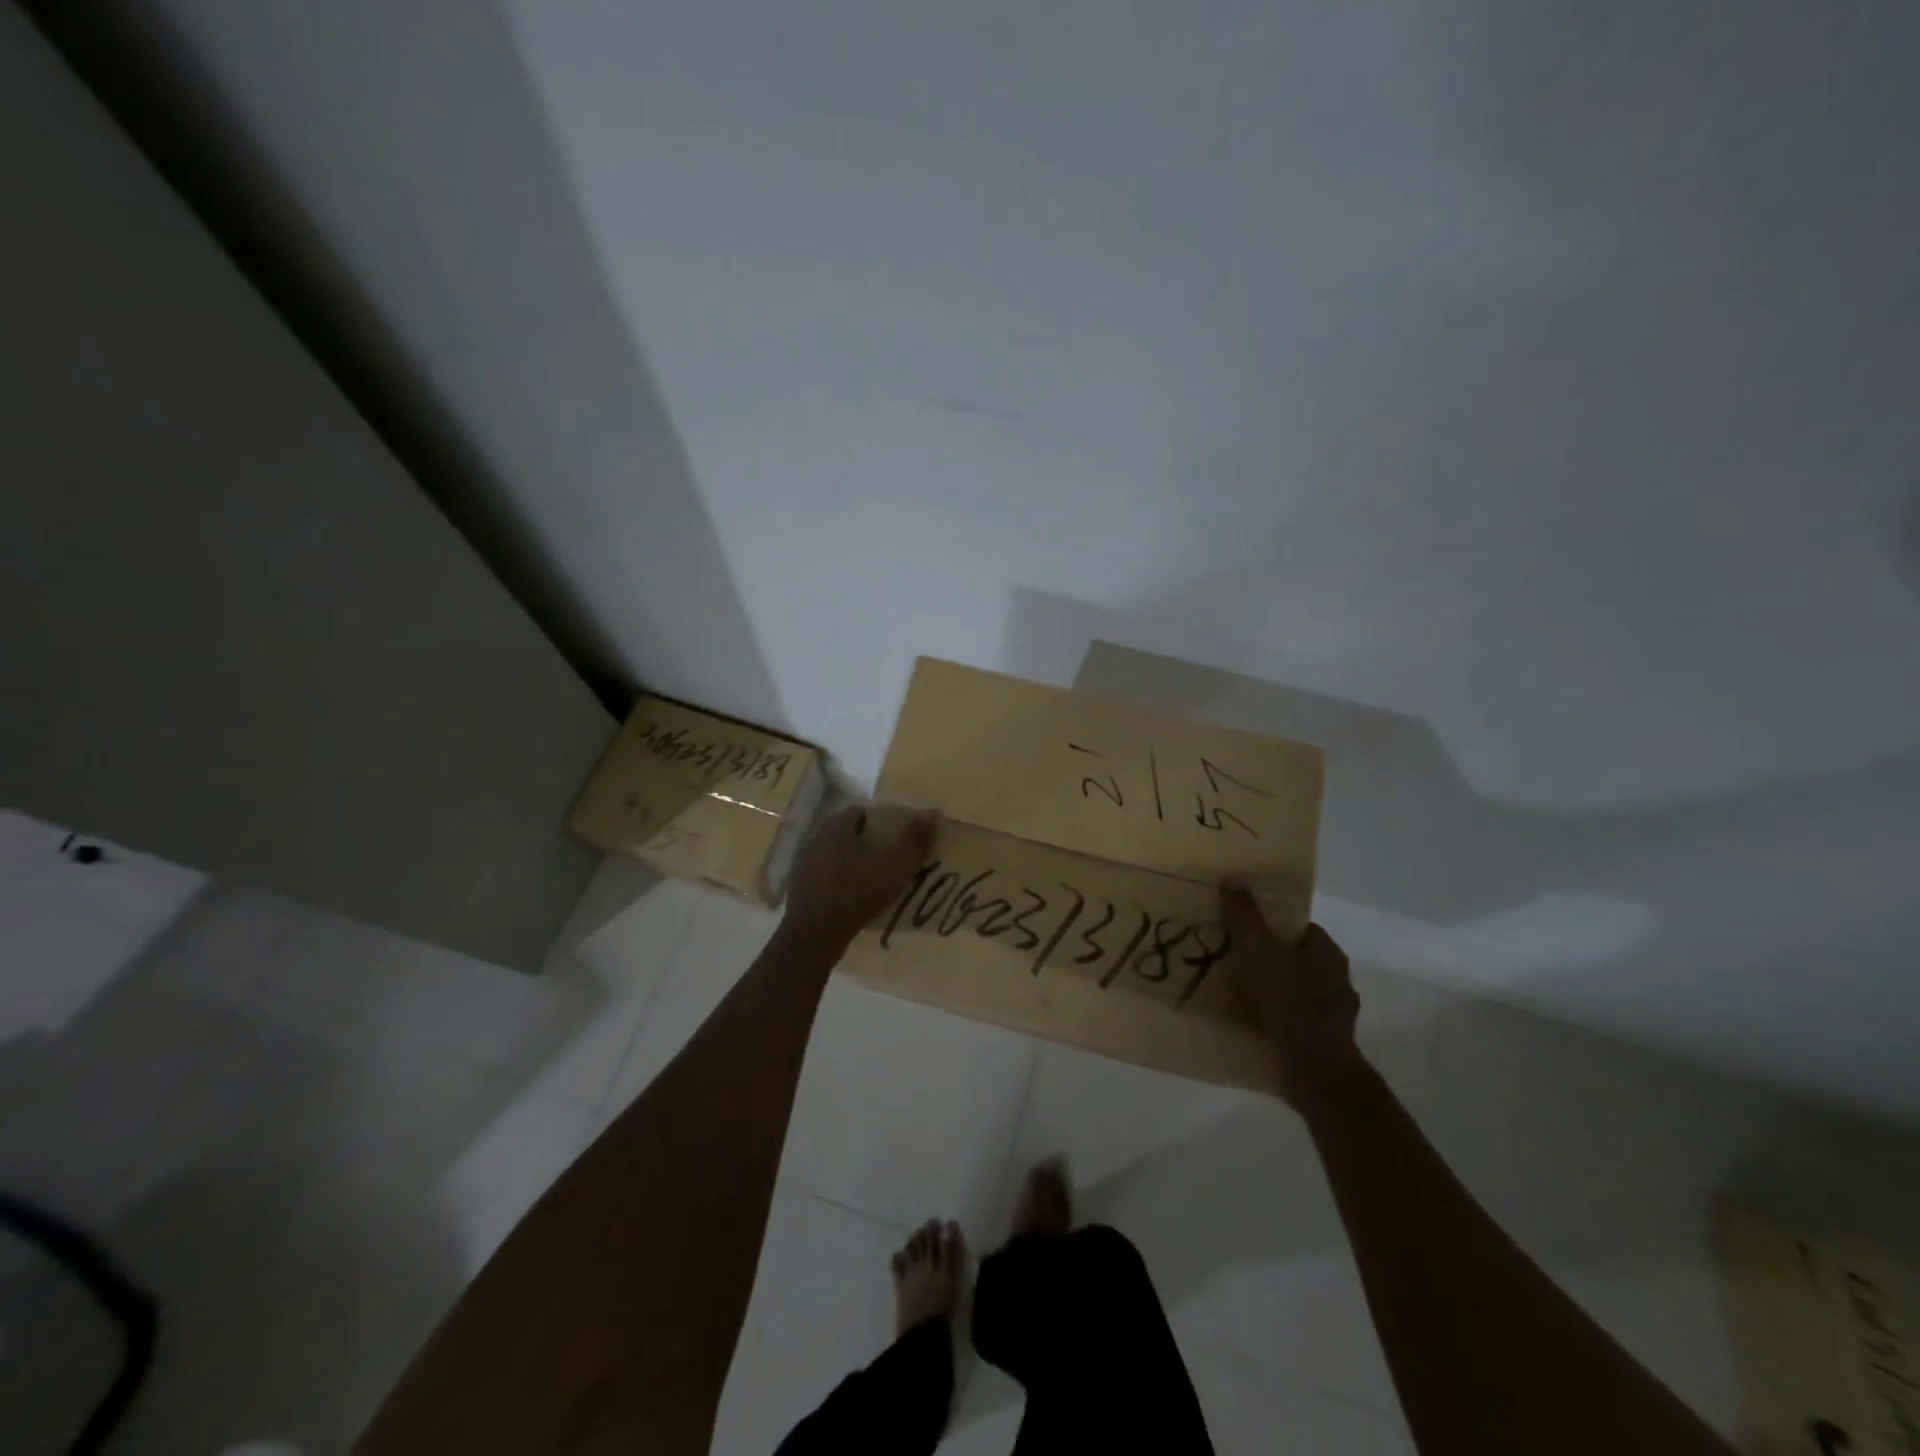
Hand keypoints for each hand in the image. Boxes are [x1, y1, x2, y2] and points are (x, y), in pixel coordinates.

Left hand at [784, 804, 935, 946]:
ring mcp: (804, 866)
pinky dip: (841, 886)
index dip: (881, 822)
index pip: (860, 812)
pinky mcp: (800, 891)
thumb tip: (930, 813)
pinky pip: (827, 881)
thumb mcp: (895, 866)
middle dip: (868, 844)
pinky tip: (856, 901)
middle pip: (848, 835)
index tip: (897, 837)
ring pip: (836, 858)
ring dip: (854, 866)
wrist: (815, 934)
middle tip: (890, 860)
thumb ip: (913, 840)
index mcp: (836, 827)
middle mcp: (816, 840)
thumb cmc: (857, 891)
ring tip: (876, 883)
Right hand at [1219, 884, 1361, 1108]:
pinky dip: (1275, 1020)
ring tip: (1237, 992)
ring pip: (1297, 993)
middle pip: (1299, 960)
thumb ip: (1245, 917)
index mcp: (1329, 955)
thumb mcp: (1259, 951)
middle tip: (1236, 959)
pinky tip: (1251, 1022)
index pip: (1303, 930)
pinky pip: (1293, 1022)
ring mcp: (1333, 1017)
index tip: (1247, 929)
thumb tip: (1234, 879)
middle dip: (1272, 959)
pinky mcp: (1322, 1044)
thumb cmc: (1289, 1002)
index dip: (1276, 926)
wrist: (1314, 1071)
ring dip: (1273, 992)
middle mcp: (1337, 982)